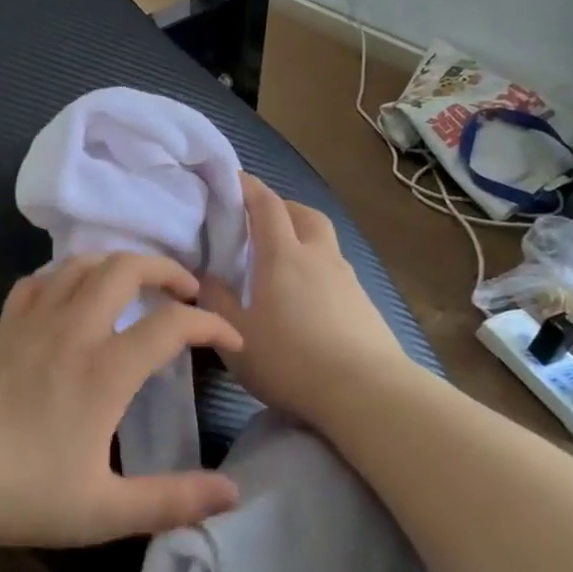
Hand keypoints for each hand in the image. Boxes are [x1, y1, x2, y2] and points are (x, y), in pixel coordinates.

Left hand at [0, 253, 243, 547]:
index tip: (231, 341)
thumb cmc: (18, 492)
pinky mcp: (1, 327)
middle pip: (125, 269)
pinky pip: (39, 281)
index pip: (172, 325)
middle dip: (165, 268)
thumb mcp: (103, 511)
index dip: (211, 326)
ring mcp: (32, 322)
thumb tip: (233, 493)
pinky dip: (65, 276)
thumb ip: (172, 500)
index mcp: (105, 369)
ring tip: (136, 282)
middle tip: (186, 289)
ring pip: (80, 264)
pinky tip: (70, 294)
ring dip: (117, 262)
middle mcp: (73, 330)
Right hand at [197, 173, 412, 428]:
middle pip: (304, 213)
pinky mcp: (364, 303)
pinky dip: (319, 267)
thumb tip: (206, 277)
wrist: (366, 392)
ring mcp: (346, 278)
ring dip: (303, 235)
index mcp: (283, 255)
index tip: (232, 179)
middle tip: (259, 219)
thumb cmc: (290, 360)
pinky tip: (309, 295)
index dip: (248, 187)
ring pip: (324, 240)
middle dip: (281, 206)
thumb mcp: (236, 334)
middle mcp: (318, 256)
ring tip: (284, 258)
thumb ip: (216, 300)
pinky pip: (336, 269)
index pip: (266, 205)